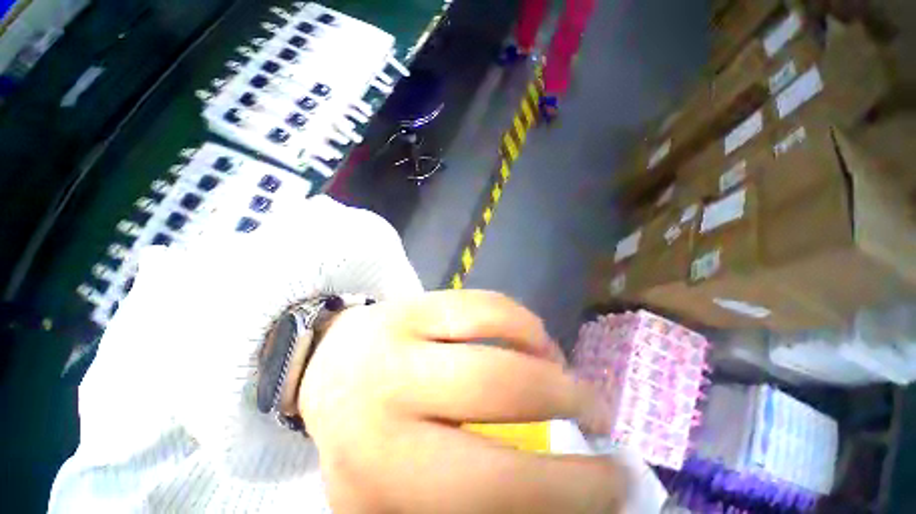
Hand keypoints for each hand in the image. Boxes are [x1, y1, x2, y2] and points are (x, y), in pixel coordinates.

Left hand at [299, 290, 626, 512]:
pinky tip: (530, 337)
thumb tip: (550, 498)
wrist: (329, 370)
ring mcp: (404, 335)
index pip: (494, 488)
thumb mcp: (401, 498)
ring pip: (495, 329)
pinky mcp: (415, 301)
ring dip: (546, 356)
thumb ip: (470, 501)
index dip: (568, 489)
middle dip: (567, 400)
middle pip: (500, 389)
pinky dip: (521, 321)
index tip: (617, 481)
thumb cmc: (367, 439)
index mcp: (385, 472)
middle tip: (599, 412)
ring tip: (561, 370)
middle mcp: (391, 395)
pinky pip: (483, 303)